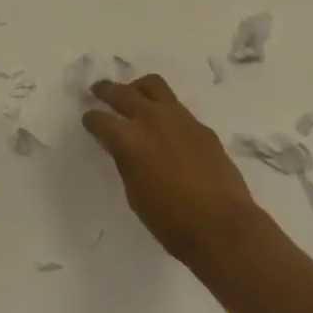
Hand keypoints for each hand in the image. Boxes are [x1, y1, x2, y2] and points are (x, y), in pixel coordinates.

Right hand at [82, 74, 264, 277]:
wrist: (223, 227)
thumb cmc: (171, 221)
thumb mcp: (135, 194)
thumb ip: (125, 162)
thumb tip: (122, 147)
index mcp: (129, 139)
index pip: (100, 119)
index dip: (91, 119)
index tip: (89, 120)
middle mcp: (151, 119)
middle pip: (122, 92)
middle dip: (106, 90)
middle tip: (99, 91)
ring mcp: (179, 118)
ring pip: (152, 85)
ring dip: (137, 88)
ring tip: (133, 95)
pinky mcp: (201, 125)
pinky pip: (177, 107)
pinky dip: (164, 110)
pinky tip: (166, 125)